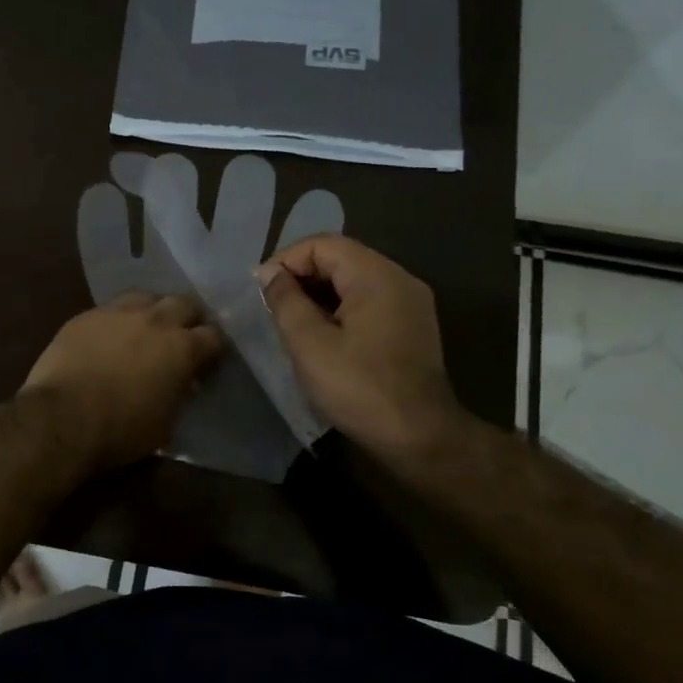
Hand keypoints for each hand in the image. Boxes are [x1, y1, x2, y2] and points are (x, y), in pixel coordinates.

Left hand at [22, 293, 224, 471]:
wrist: (62, 417)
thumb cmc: (121, 430)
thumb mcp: (165, 422)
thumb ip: (179, 393)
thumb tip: (182, 383)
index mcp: (182, 348)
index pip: (213, 336)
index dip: (214, 347)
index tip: (209, 359)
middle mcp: (156, 320)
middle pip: (185, 303)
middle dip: (190, 317)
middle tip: (184, 334)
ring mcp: (119, 312)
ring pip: (147, 297)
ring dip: (154, 309)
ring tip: (148, 327)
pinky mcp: (87, 315)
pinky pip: (112, 308)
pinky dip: (119, 319)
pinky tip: (111, 335)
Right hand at [256, 235, 464, 464]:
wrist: (421, 438)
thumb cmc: (359, 388)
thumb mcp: (309, 344)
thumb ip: (286, 301)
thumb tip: (270, 274)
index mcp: (376, 275)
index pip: (322, 244)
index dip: (286, 260)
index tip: (261, 289)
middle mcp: (399, 278)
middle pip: (341, 257)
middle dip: (302, 275)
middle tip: (272, 305)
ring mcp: (411, 302)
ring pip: (355, 279)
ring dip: (320, 293)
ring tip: (292, 320)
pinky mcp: (413, 325)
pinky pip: (370, 300)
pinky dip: (341, 307)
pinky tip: (323, 334)